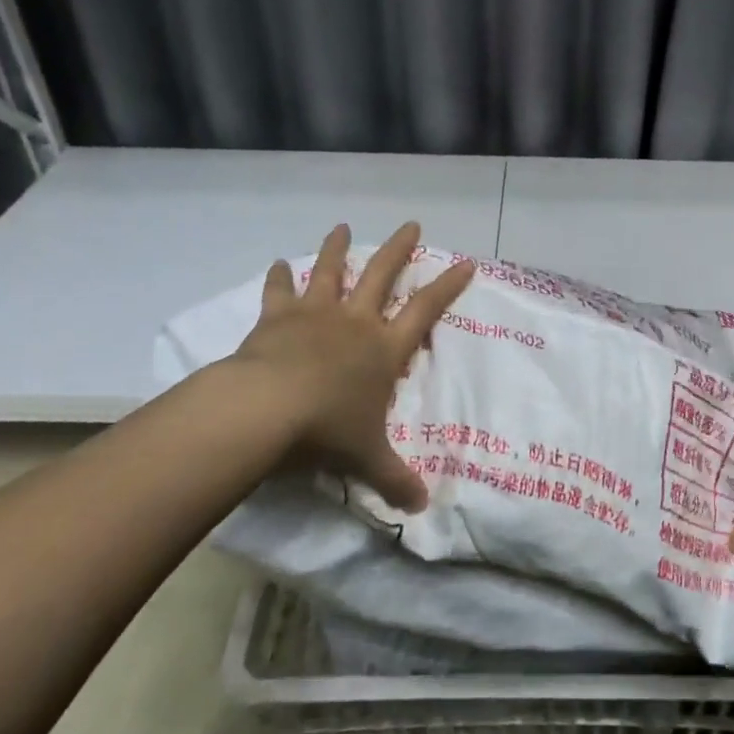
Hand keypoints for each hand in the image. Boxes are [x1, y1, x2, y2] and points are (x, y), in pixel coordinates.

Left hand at [216, 220, 472, 512]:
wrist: (267, 409)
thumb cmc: (327, 430)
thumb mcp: (367, 458)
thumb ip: (395, 478)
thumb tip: (423, 508)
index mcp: (383, 348)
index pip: (425, 310)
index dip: (448, 286)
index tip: (465, 261)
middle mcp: (354, 322)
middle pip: (382, 274)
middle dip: (399, 249)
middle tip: (411, 224)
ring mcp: (316, 315)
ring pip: (331, 271)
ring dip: (337, 248)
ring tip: (342, 226)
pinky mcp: (278, 318)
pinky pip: (280, 291)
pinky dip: (279, 277)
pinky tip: (277, 264)